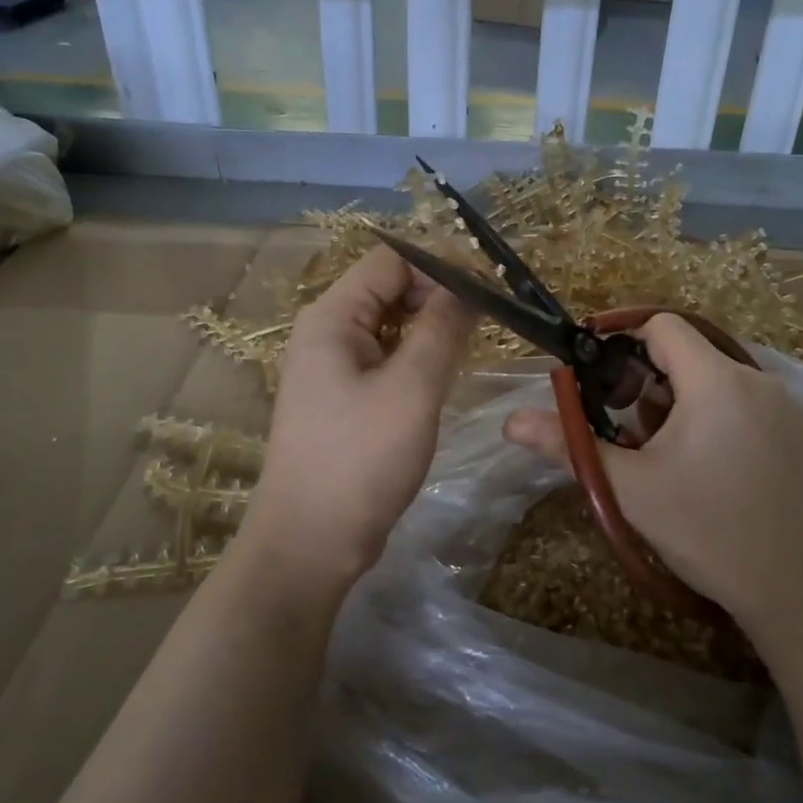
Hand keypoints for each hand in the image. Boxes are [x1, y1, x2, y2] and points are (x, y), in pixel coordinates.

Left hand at [242, 246, 473, 598]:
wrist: (310, 542)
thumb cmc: (360, 460)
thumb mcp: (411, 389)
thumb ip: (442, 329)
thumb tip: (469, 284)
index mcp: (331, 316)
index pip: (392, 260)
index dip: (442, 264)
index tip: (491, 286)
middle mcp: (326, 332)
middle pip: (389, 289)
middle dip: (439, 294)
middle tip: (489, 317)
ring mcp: (332, 368)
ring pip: (390, 326)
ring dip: (432, 326)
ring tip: (474, 342)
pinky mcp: (343, 400)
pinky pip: (385, 359)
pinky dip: (418, 356)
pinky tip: (445, 372)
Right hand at [503, 314, 802, 637]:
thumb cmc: (709, 531)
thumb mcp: (630, 489)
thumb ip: (569, 445)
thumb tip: (510, 422)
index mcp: (716, 381)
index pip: (662, 326)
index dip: (623, 340)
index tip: (600, 379)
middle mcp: (761, 381)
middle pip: (690, 357)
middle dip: (650, 386)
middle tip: (631, 435)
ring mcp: (794, 410)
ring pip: (722, 385)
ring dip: (685, 407)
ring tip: (671, 461)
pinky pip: (754, 409)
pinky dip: (723, 423)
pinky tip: (717, 476)